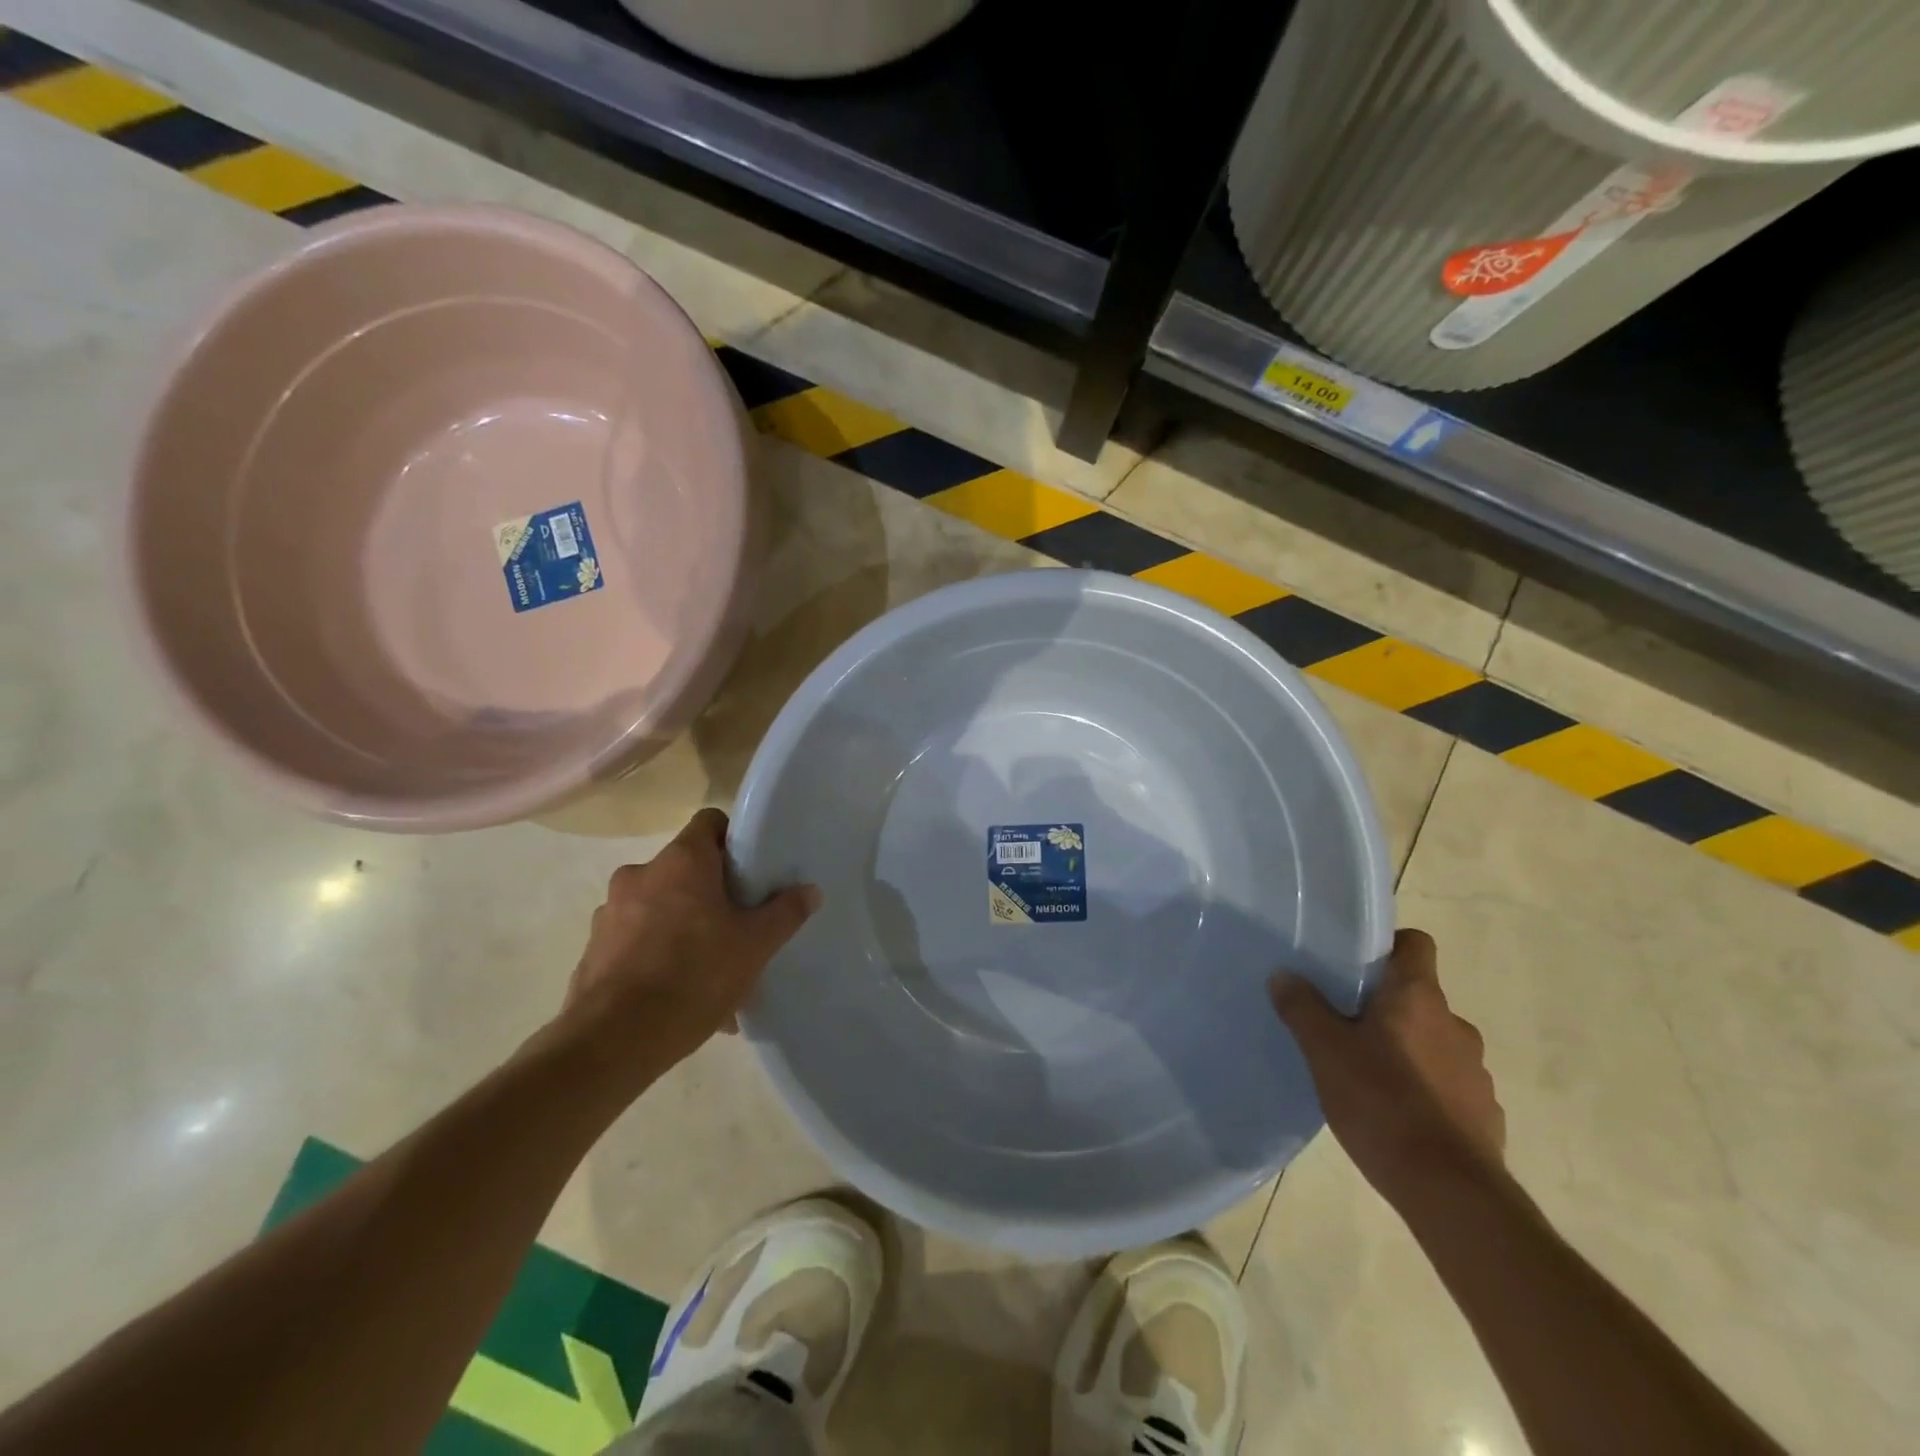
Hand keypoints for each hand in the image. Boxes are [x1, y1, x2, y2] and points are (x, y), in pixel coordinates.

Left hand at [561, 808, 819, 1075]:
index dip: (734, 840)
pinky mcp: (594, 950)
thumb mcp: (755, 945)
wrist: (613, 1041)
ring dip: (686, 929)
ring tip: (714, 973)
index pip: (710, 823)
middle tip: (739, 926)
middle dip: (713, 895)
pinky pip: (639, 943)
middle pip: (686, 869)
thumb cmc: (694, 975)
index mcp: (681, 861)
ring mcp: (610, 913)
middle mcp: (640, 875)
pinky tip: (684, 997)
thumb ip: (785, 912)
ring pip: (662, 909)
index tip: (753, 871)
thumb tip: (810, 890)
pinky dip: (661, 959)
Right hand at [1270, 929, 1504, 1207]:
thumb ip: (1302, 1008)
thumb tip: (1283, 974)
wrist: (1452, 1193)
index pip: (1415, 944)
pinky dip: (1425, 1088)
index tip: (1354, 961)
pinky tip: (1396, 1115)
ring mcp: (1475, 1071)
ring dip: (1406, 1048)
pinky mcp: (1484, 1113)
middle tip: (1344, 1024)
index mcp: (1418, 997)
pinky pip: (1447, 1084)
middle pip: (1417, 996)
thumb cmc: (1383, 1104)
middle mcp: (1454, 1024)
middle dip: (1384, 1006)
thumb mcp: (1325, 1052)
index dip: (1387, 944)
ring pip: (1433, 1041)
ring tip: (1367, 1075)